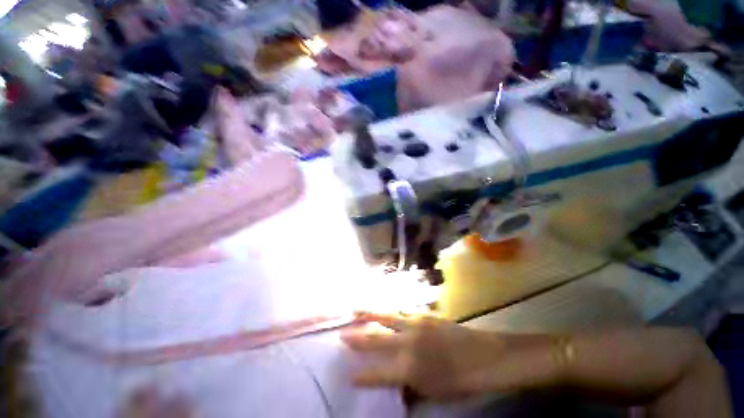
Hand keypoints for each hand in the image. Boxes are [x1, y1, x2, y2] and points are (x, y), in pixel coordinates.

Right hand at [342, 313, 560, 399]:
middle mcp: (408, 343)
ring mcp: (416, 325)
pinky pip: (401, 312)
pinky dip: (389, 311)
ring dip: (370, 314)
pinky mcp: (424, 315)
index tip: (348, 375)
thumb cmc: (463, 382)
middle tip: (342, 334)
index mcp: (410, 368)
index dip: (362, 375)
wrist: (487, 357)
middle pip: (377, 339)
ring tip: (356, 310)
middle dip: (358, 338)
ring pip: (387, 317)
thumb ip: (412, 389)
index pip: (378, 373)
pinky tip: (384, 310)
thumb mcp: (435, 394)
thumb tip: (397, 386)